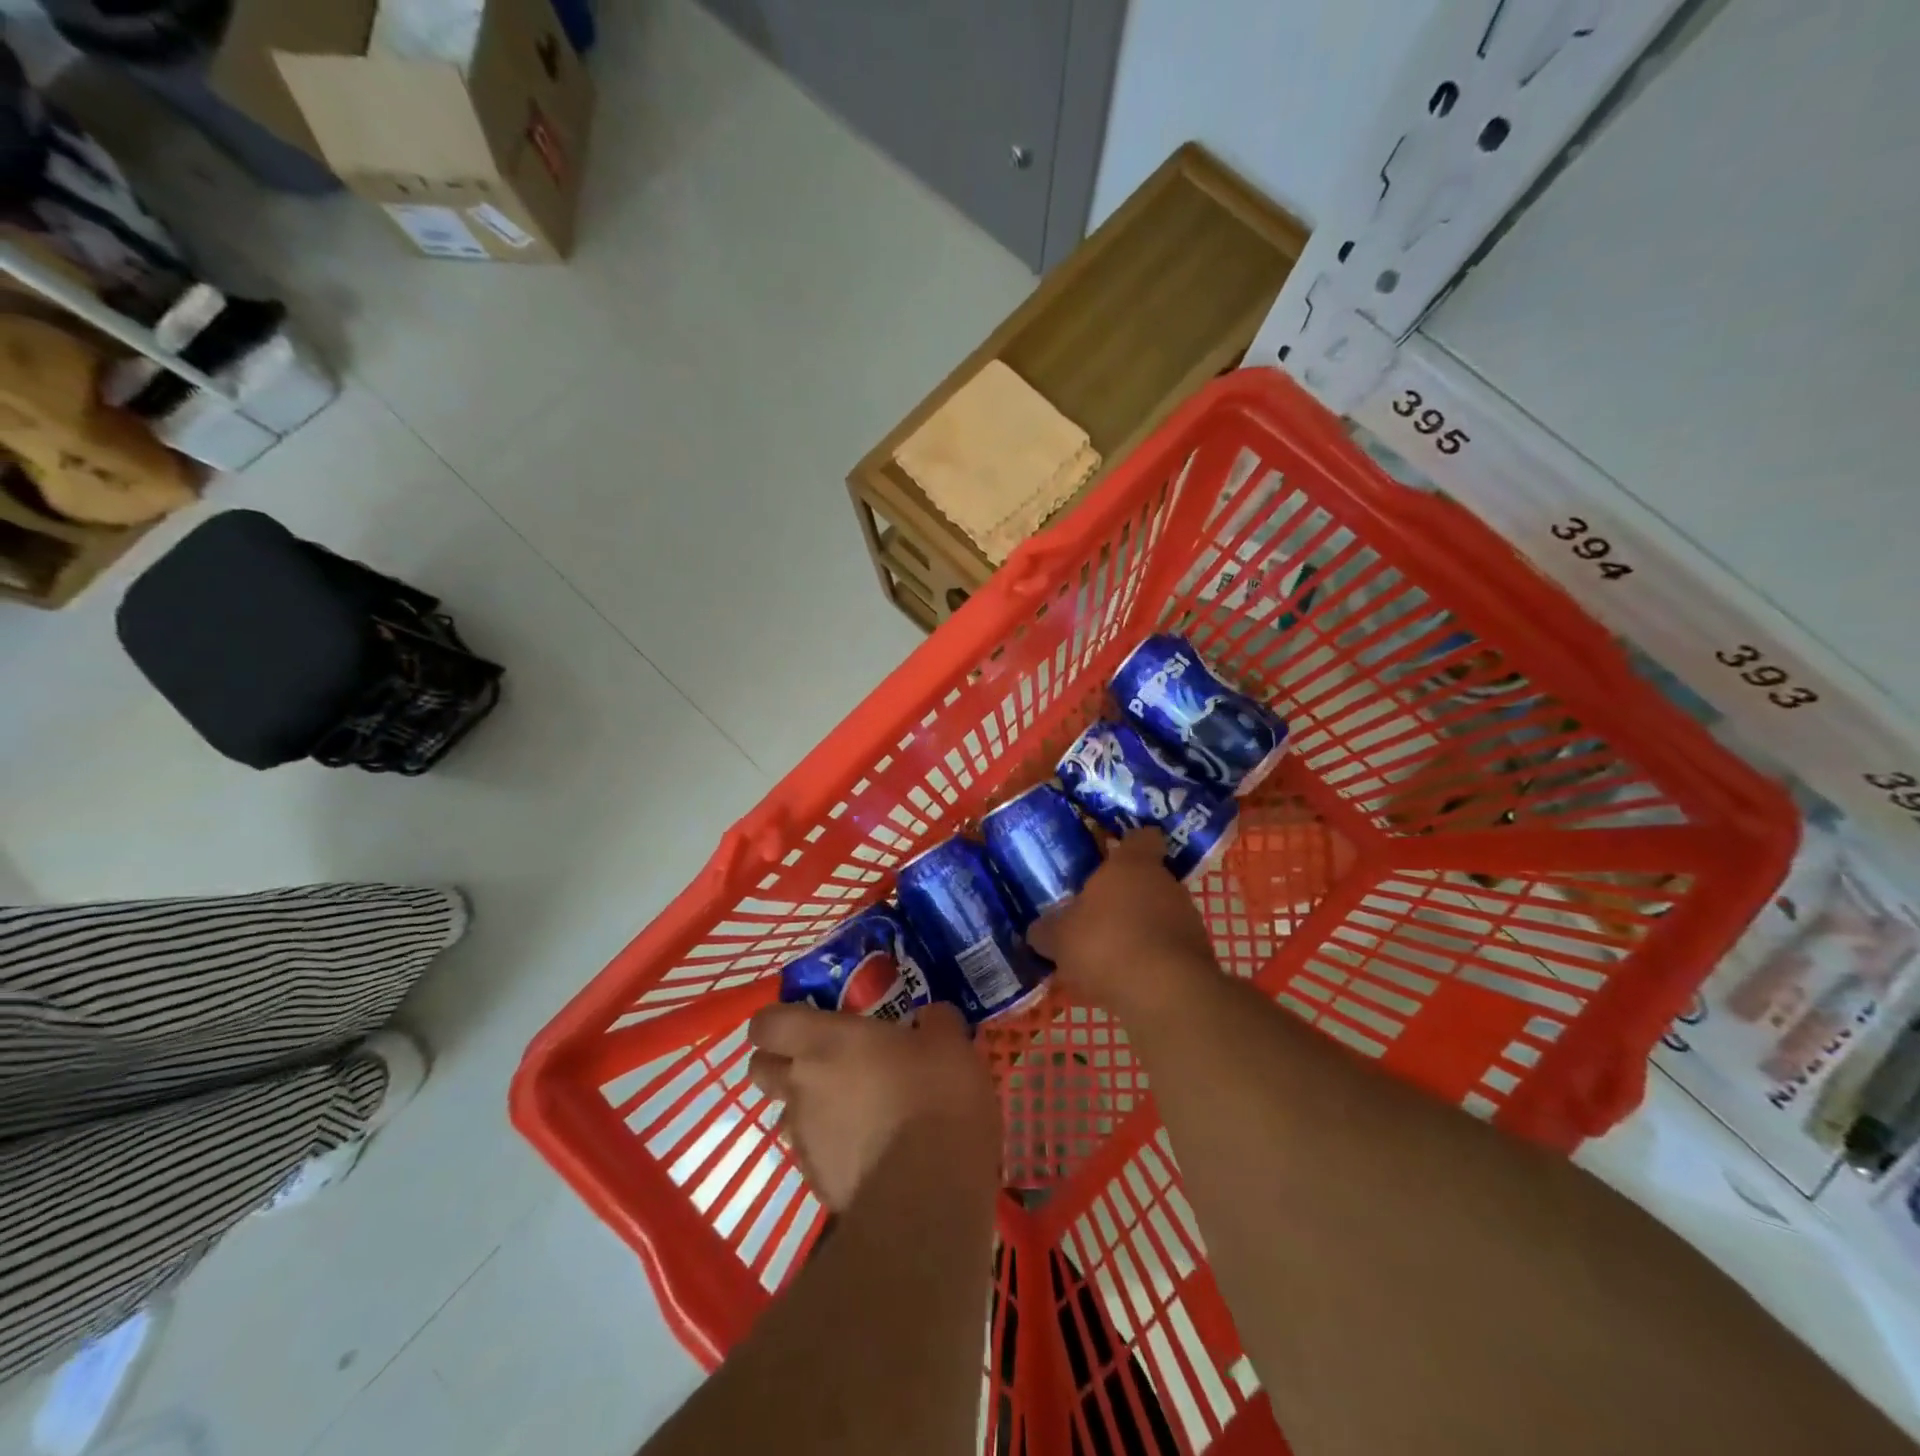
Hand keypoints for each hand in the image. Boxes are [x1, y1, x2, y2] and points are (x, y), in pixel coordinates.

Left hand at [747, 1001, 998, 1211]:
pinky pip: (814, 1154)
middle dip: (781, 1062)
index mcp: (824, 1042)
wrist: (929, 1194)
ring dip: (811, 1108)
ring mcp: (804, 1140)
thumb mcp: (950, 1043)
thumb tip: (927, 1018)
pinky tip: (871, 1151)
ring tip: (857, 1110)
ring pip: (788, 1114)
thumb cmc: (934, 1096)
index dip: (777, 1020)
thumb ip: (934, 1021)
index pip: (767, 1022)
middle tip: (825, 1060)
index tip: (805, 1019)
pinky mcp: (816, 1184)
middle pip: (761, 1069)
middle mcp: (801, 1087)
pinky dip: (833, 1148)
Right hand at [1027, 828, 1220, 1011]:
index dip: (1128, 845)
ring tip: (1110, 954)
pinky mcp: (1198, 955)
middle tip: (1096, 914)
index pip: (1141, 837)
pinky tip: (1129, 979)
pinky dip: (1152, 959)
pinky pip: (1169, 948)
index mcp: (1132, 865)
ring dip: (1139, 929)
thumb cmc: (1107, 944)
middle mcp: (1166, 883)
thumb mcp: (1059, 938)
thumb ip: (1047, 930)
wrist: (1165, 994)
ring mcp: (1188, 919)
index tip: (1111, 856)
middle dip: (1125, 896)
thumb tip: (1038, 930)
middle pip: (1147, 879)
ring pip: (1159, 915)